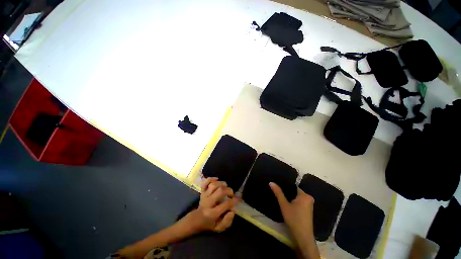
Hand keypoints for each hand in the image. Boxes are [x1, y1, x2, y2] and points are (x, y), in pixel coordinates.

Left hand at [182, 177, 237, 233]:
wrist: (195, 220)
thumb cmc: (209, 224)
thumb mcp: (219, 228)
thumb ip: (227, 221)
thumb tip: (232, 211)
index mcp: (212, 213)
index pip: (226, 204)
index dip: (234, 200)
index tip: (238, 199)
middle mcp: (208, 203)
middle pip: (220, 191)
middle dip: (229, 190)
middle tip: (232, 194)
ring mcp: (204, 196)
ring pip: (214, 185)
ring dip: (222, 184)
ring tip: (225, 187)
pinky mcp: (202, 191)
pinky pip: (205, 182)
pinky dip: (211, 178)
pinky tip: (217, 179)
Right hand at [270, 182, 319, 258]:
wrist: (303, 237)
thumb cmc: (294, 219)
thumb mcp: (284, 205)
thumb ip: (278, 193)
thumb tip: (271, 182)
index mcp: (305, 195)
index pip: (293, 186)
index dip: (285, 186)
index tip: (277, 185)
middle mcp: (309, 198)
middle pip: (294, 191)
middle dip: (287, 192)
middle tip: (277, 191)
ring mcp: (309, 204)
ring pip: (296, 197)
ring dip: (289, 197)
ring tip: (280, 196)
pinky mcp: (308, 209)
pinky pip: (299, 201)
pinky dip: (293, 201)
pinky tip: (287, 203)